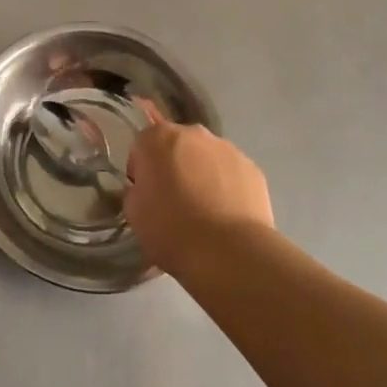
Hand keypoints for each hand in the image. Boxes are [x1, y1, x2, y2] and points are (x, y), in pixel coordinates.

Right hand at [124, 123, 273, 276]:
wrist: (228, 253)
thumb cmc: (172, 230)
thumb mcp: (135, 214)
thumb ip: (136, 191)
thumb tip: (146, 190)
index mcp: (158, 138)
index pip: (142, 145)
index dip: (141, 170)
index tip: (146, 194)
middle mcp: (193, 134)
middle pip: (177, 145)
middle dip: (173, 166)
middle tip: (174, 201)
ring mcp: (227, 148)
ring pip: (206, 157)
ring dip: (201, 174)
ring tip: (204, 212)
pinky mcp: (252, 168)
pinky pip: (231, 173)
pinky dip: (227, 186)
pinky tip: (226, 215)